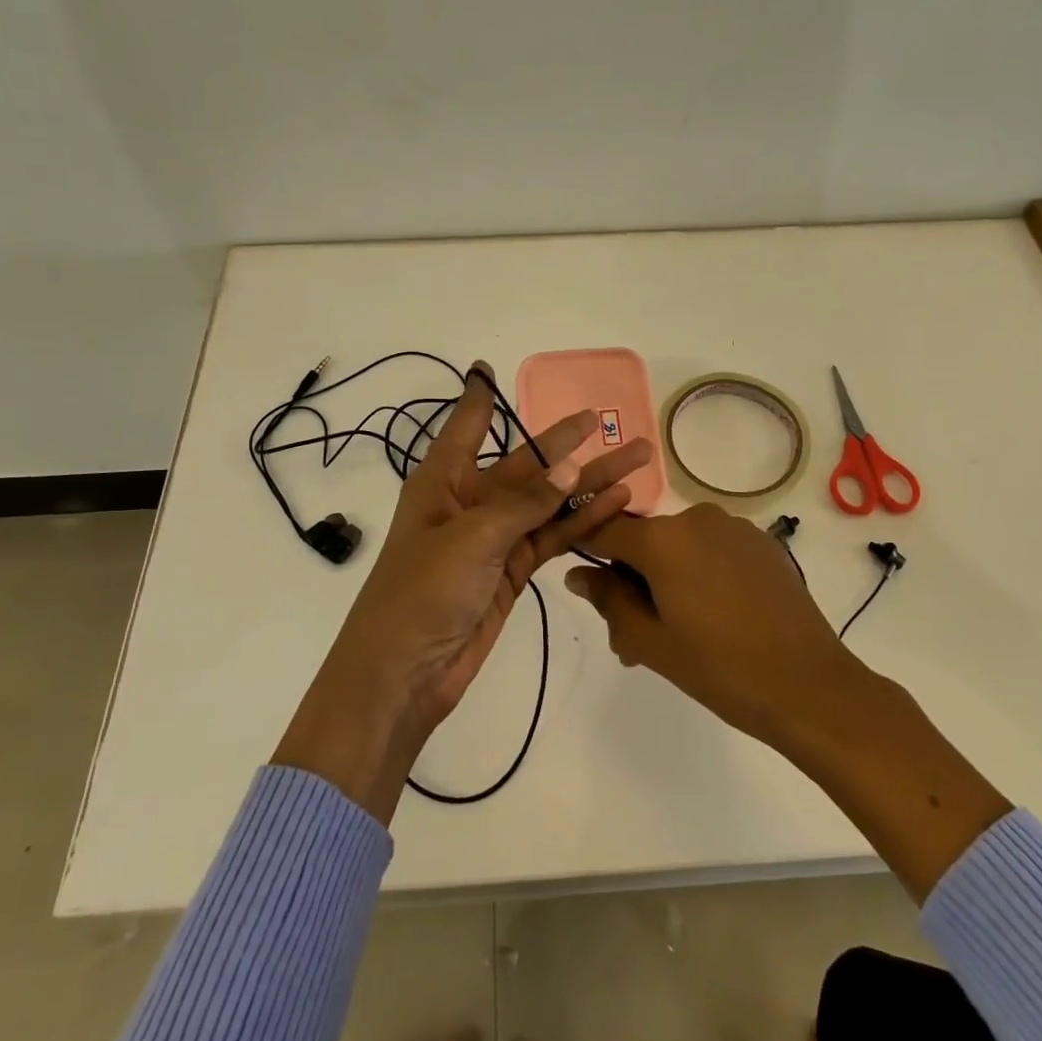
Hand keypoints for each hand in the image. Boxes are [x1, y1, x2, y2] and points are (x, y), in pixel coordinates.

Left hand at [274, 362, 653, 822]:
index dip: (478, 396)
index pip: (465, 426)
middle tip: (603, 417)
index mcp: (443, 480)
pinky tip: (617, 503)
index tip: (486, 367)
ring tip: (636, 459)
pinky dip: (583, 520)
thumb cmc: (422, 591)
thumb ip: (525, 502)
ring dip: (588, 482)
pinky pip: (553, 535)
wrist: (404, 673)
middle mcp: (470, 500)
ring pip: (549, 500)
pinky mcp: (512, 569)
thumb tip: (572, 466)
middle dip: (565, 442)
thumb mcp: (472, 537)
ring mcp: (494, 536)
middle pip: (525, 464)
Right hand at [567, 504, 861, 749]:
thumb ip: (607, 600)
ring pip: (680, 547)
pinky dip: (702, 574)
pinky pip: (714, 550)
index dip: (588, 551)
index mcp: (662, 538)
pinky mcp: (763, 542)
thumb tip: (577, 572)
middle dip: (633, 581)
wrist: (809, 684)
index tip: (589, 586)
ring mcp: (734, 527)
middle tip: (636, 638)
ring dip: (668, 580)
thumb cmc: (720, 667)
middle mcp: (696, 517)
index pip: (605, 528)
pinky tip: (718, 617)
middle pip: (645, 541)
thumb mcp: (649, 641)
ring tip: (679, 635)